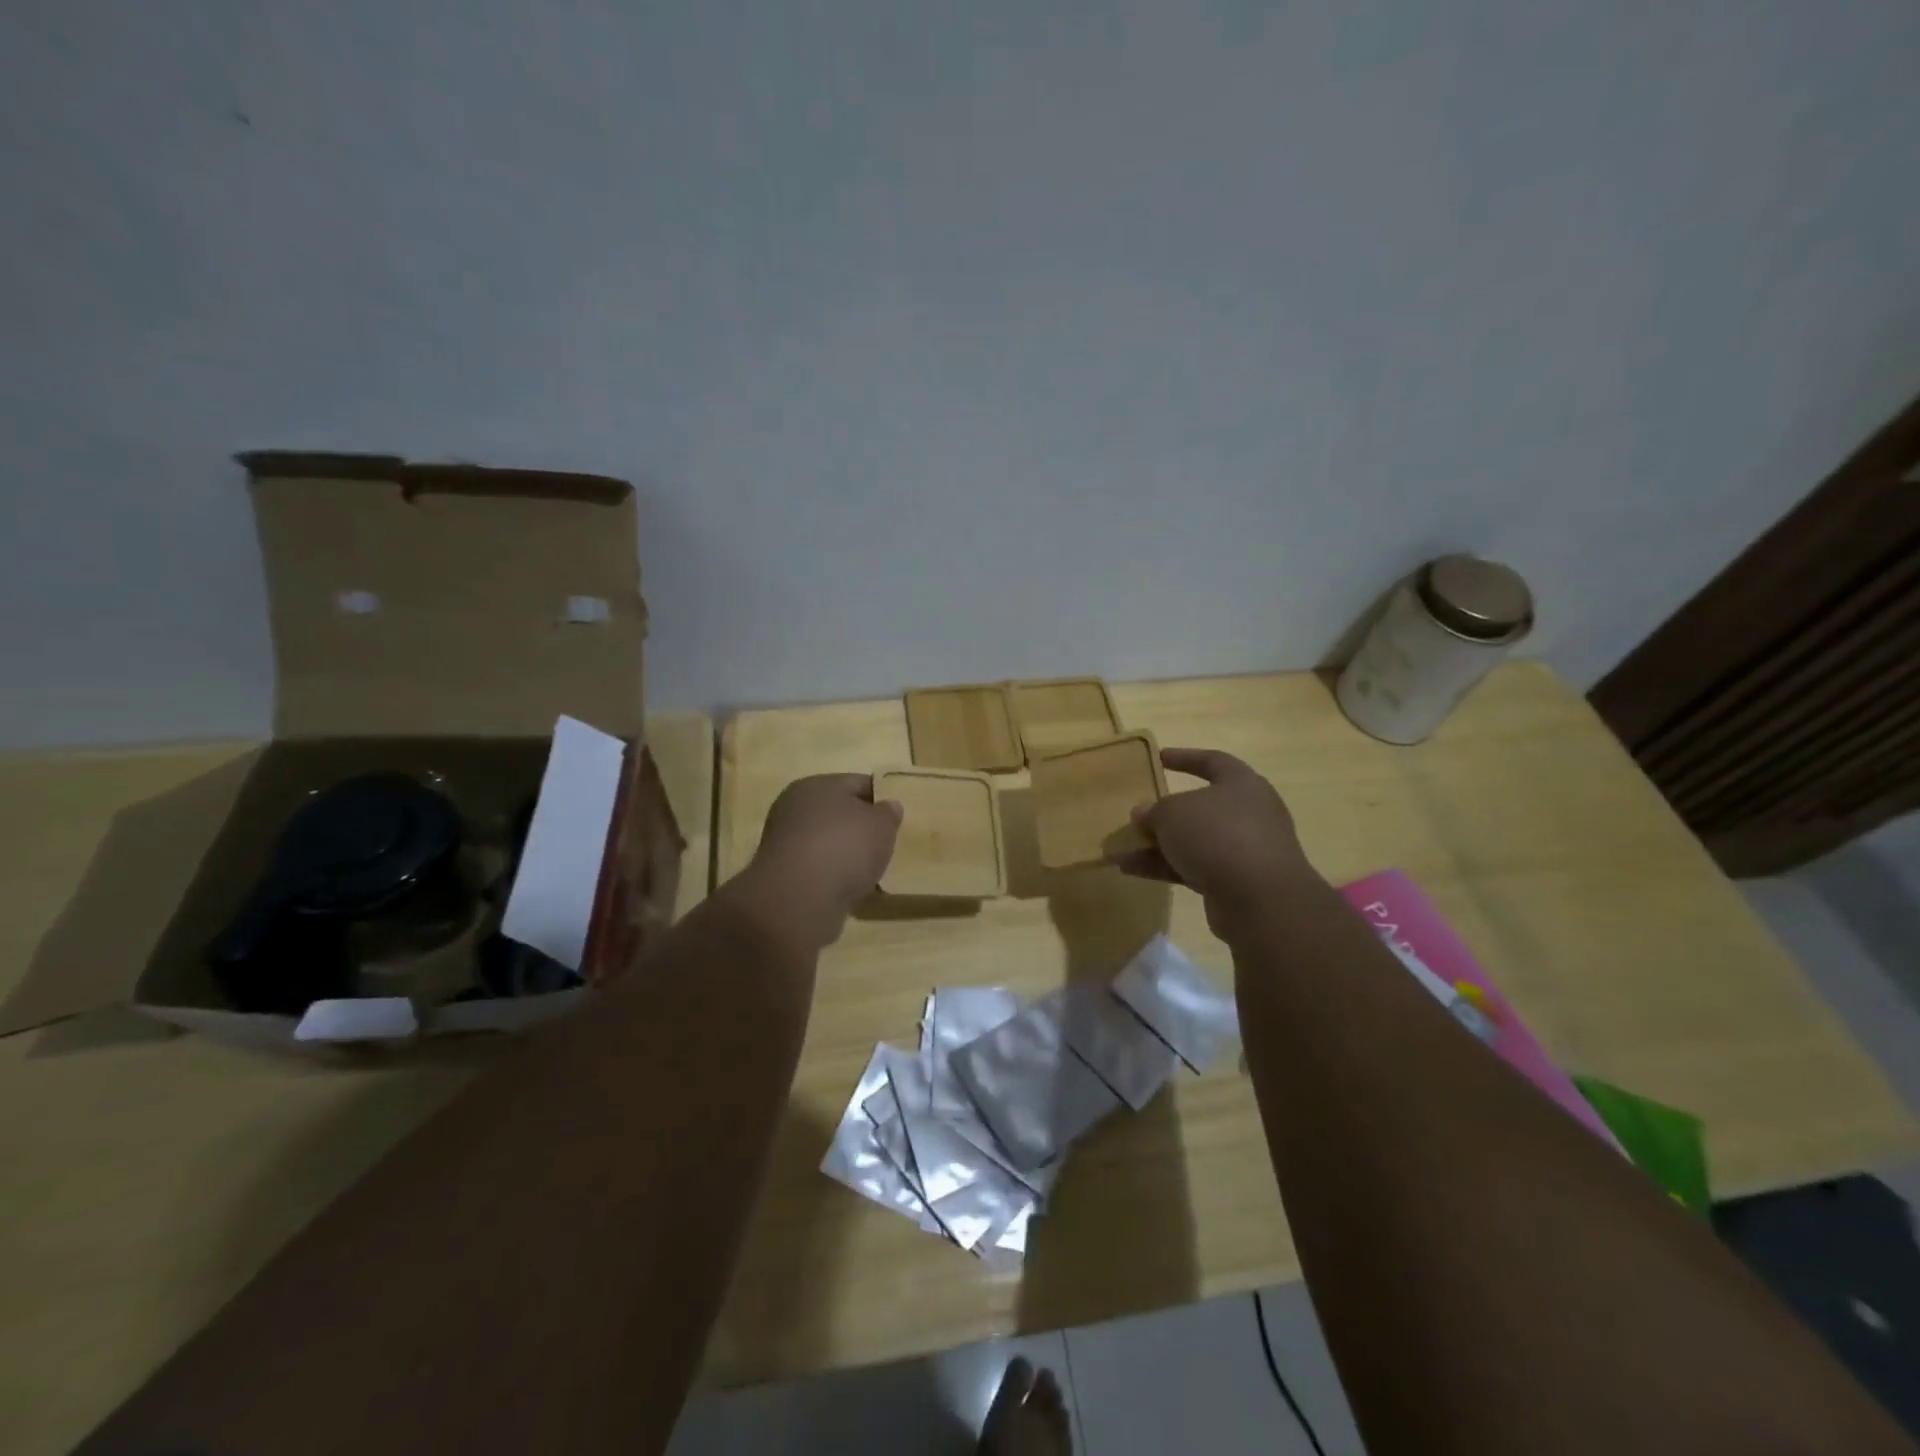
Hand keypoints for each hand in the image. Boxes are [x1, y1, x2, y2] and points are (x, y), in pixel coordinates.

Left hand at [735, 774, 902, 949]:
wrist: (798, 899)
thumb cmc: (844, 848)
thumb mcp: (882, 826)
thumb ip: (889, 813)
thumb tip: (888, 806)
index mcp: (818, 784)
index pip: (857, 783)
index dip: (880, 799)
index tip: (895, 820)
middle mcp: (794, 806)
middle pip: (838, 812)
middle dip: (860, 828)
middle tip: (883, 846)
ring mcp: (783, 840)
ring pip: (826, 841)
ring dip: (844, 854)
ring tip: (868, 872)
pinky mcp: (780, 872)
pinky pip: (816, 866)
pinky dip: (831, 875)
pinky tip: (846, 889)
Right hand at [1113, 748, 1317, 933]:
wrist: (1259, 898)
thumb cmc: (1217, 835)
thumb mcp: (1173, 813)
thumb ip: (1154, 810)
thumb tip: (1144, 813)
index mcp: (1242, 784)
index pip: (1213, 761)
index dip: (1185, 757)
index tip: (1159, 758)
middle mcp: (1249, 814)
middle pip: (1201, 808)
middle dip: (1165, 814)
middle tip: (1137, 817)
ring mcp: (1245, 851)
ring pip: (1195, 842)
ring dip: (1158, 846)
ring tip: (1121, 852)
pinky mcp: (1237, 883)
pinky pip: (1195, 868)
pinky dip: (1165, 867)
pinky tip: (1131, 871)